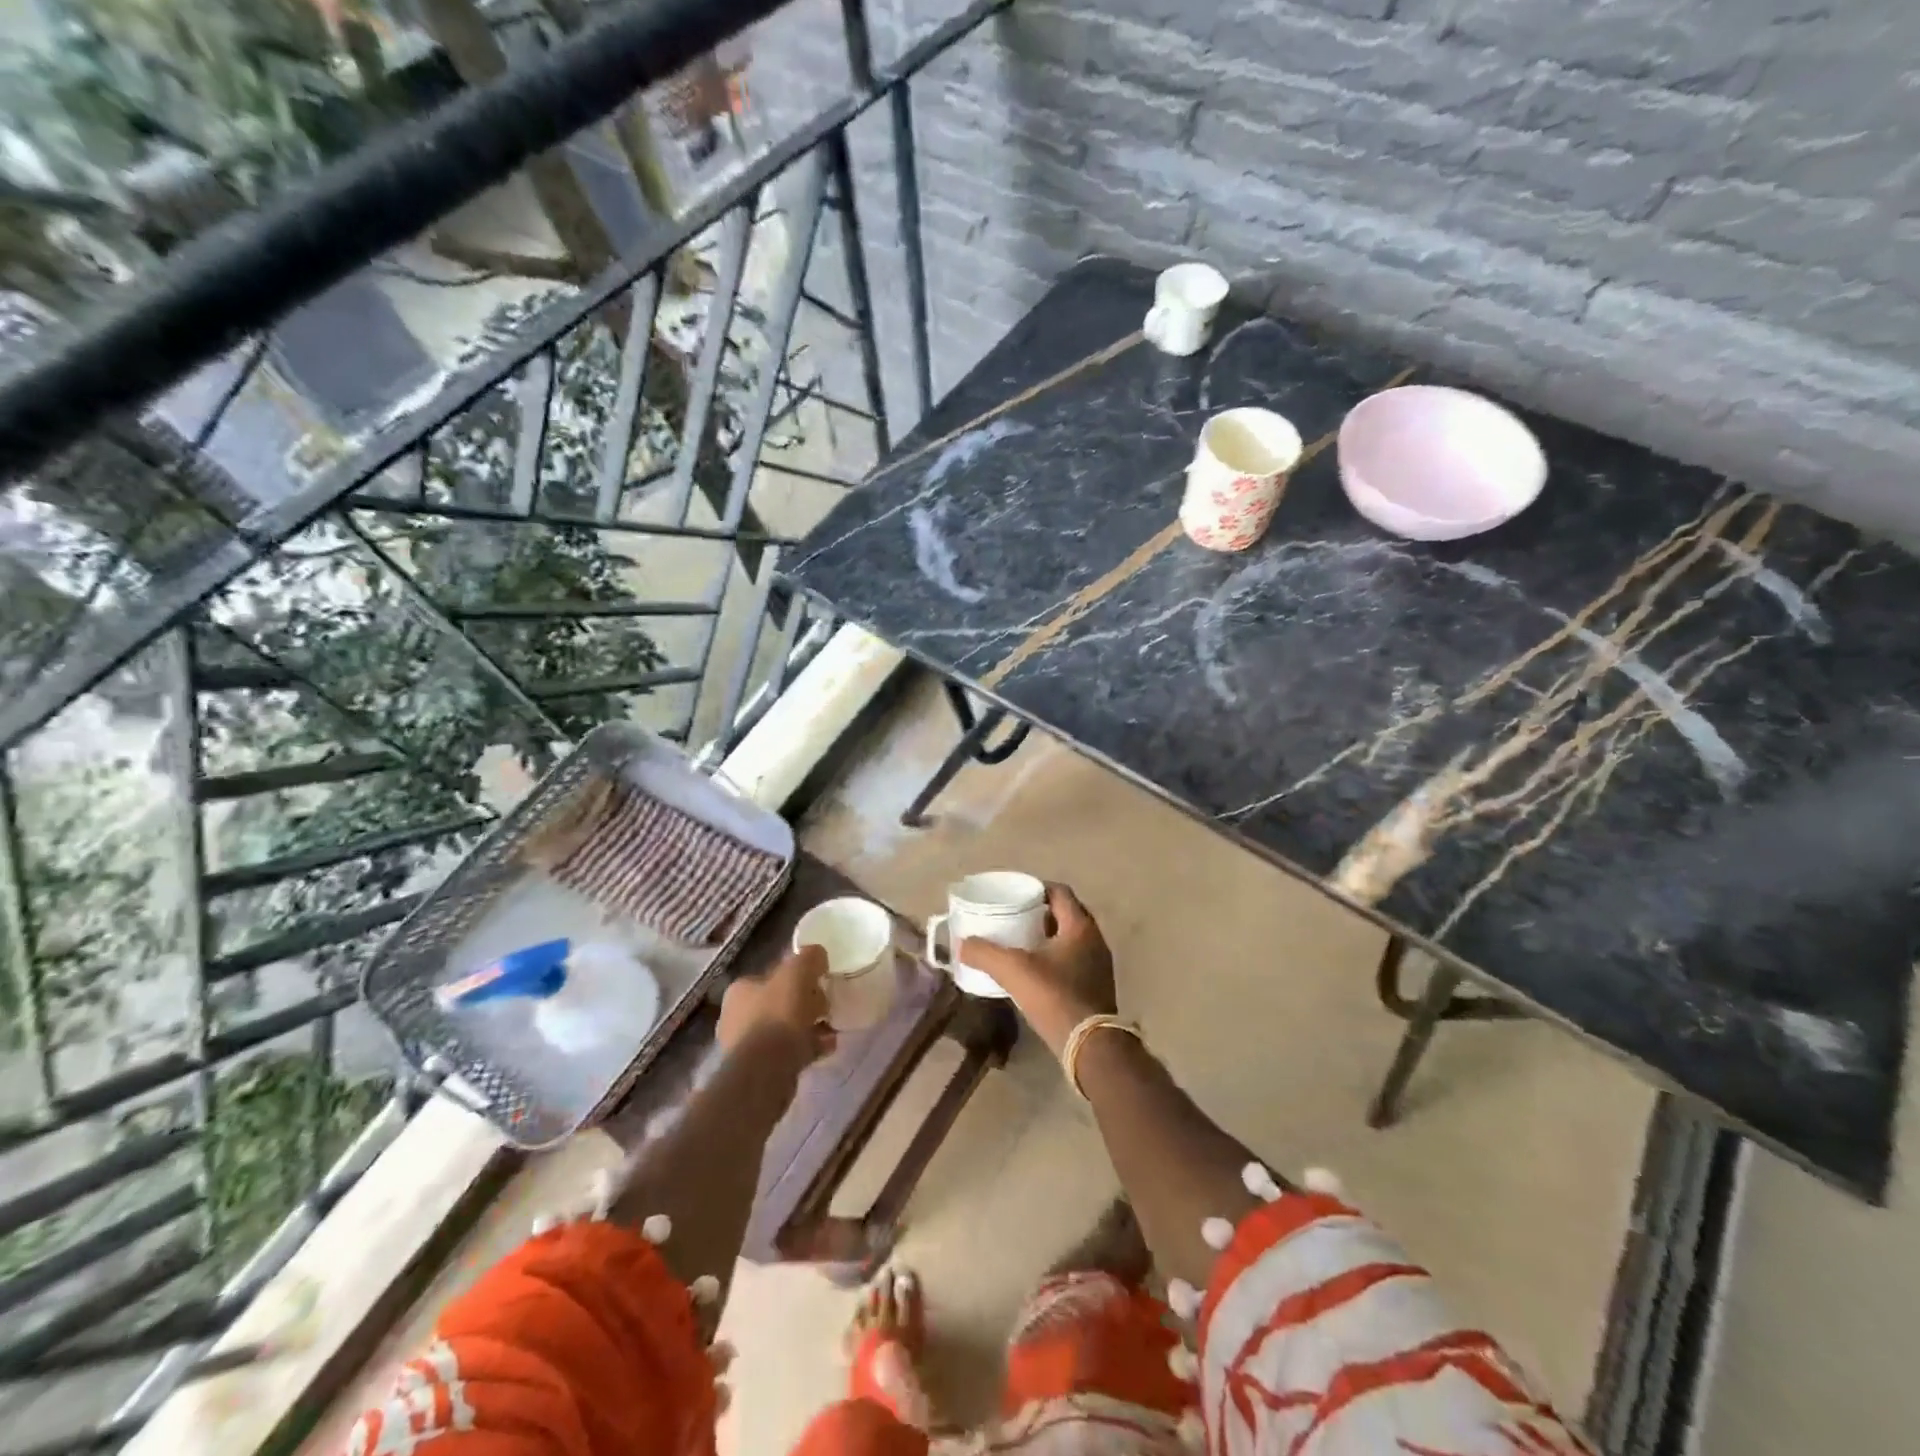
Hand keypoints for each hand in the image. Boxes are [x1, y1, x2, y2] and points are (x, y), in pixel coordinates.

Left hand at [718, 944, 833, 1060]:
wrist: (766, 1072)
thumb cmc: (778, 1015)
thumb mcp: (798, 972)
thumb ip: (809, 958)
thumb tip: (817, 954)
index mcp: (740, 989)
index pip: (772, 975)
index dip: (797, 976)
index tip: (818, 981)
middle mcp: (737, 1016)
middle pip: (779, 1002)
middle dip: (806, 1003)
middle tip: (826, 1006)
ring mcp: (746, 1046)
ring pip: (785, 1029)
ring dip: (809, 1027)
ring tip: (831, 1028)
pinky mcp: (759, 1070)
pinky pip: (789, 1052)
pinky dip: (808, 1047)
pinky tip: (827, 1047)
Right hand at [958, 884, 1115, 1054]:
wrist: (1090, 1046)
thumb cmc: (1055, 997)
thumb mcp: (1014, 970)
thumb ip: (985, 953)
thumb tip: (961, 943)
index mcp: (1080, 926)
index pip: (1059, 892)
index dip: (1036, 888)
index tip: (1015, 894)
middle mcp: (1095, 939)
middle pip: (1066, 913)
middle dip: (1040, 913)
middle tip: (1014, 917)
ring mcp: (1099, 964)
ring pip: (1071, 938)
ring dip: (1048, 936)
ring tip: (1021, 942)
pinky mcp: (1097, 986)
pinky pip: (1074, 959)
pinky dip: (1055, 957)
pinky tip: (1035, 970)